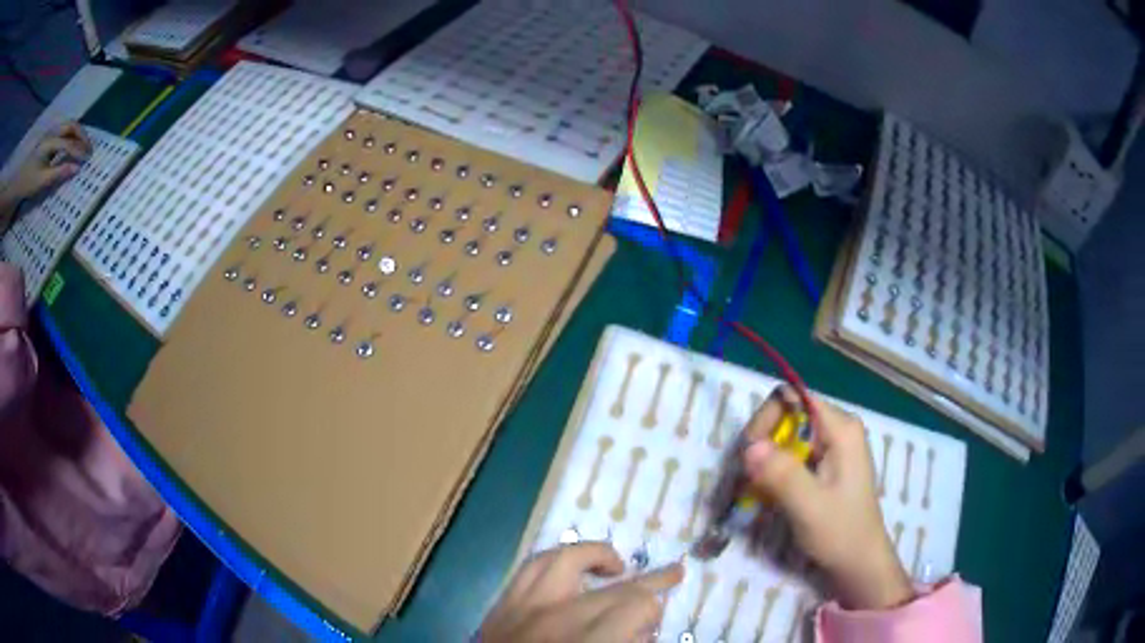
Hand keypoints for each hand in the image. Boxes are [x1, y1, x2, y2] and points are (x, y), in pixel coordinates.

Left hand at [1, 123, 91, 205]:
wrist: (19, 180)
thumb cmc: (28, 182)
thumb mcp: (41, 181)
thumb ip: (58, 174)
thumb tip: (76, 169)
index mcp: (50, 142)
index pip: (68, 143)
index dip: (78, 151)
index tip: (87, 160)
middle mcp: (52, 132)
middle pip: (71, 127)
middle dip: (82, 136)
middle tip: (89, 149)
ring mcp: (51, 132)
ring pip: (69, 126)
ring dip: (78, 133)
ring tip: (83, 145)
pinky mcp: (49, 136)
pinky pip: (64, 130)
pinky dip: (72, 134)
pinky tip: (73, 143)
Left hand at [480, 542, 683, 641]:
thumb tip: (642, 631)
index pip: (638, 606)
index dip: (654, 613)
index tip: (652, 625)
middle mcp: (556, 619)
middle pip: (614, 587)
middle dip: (649, 582)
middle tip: (672, 574)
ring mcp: (523, 608)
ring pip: (566, 559)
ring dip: (597, 556)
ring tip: (616, 565)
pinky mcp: (501, 606)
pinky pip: (529, 567)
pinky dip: (554, 560)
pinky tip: (568, 567)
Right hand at [742, 386, 912, 610]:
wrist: (859, 562)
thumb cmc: (841, 533)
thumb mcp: (810, 507)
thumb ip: (782, 475)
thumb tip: (749, 446)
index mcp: (841, 428)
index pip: (791, 398)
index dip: (765, 420)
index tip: (749, 455)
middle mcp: (837, 428)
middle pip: (786, 414)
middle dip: (762, 442)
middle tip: (747, 477)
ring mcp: (832, 446)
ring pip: (785, 435)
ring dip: (764, 459)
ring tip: (753, 488)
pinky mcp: (825, 464)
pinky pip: (791, 453)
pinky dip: (774, 470)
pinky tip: (766, 492)